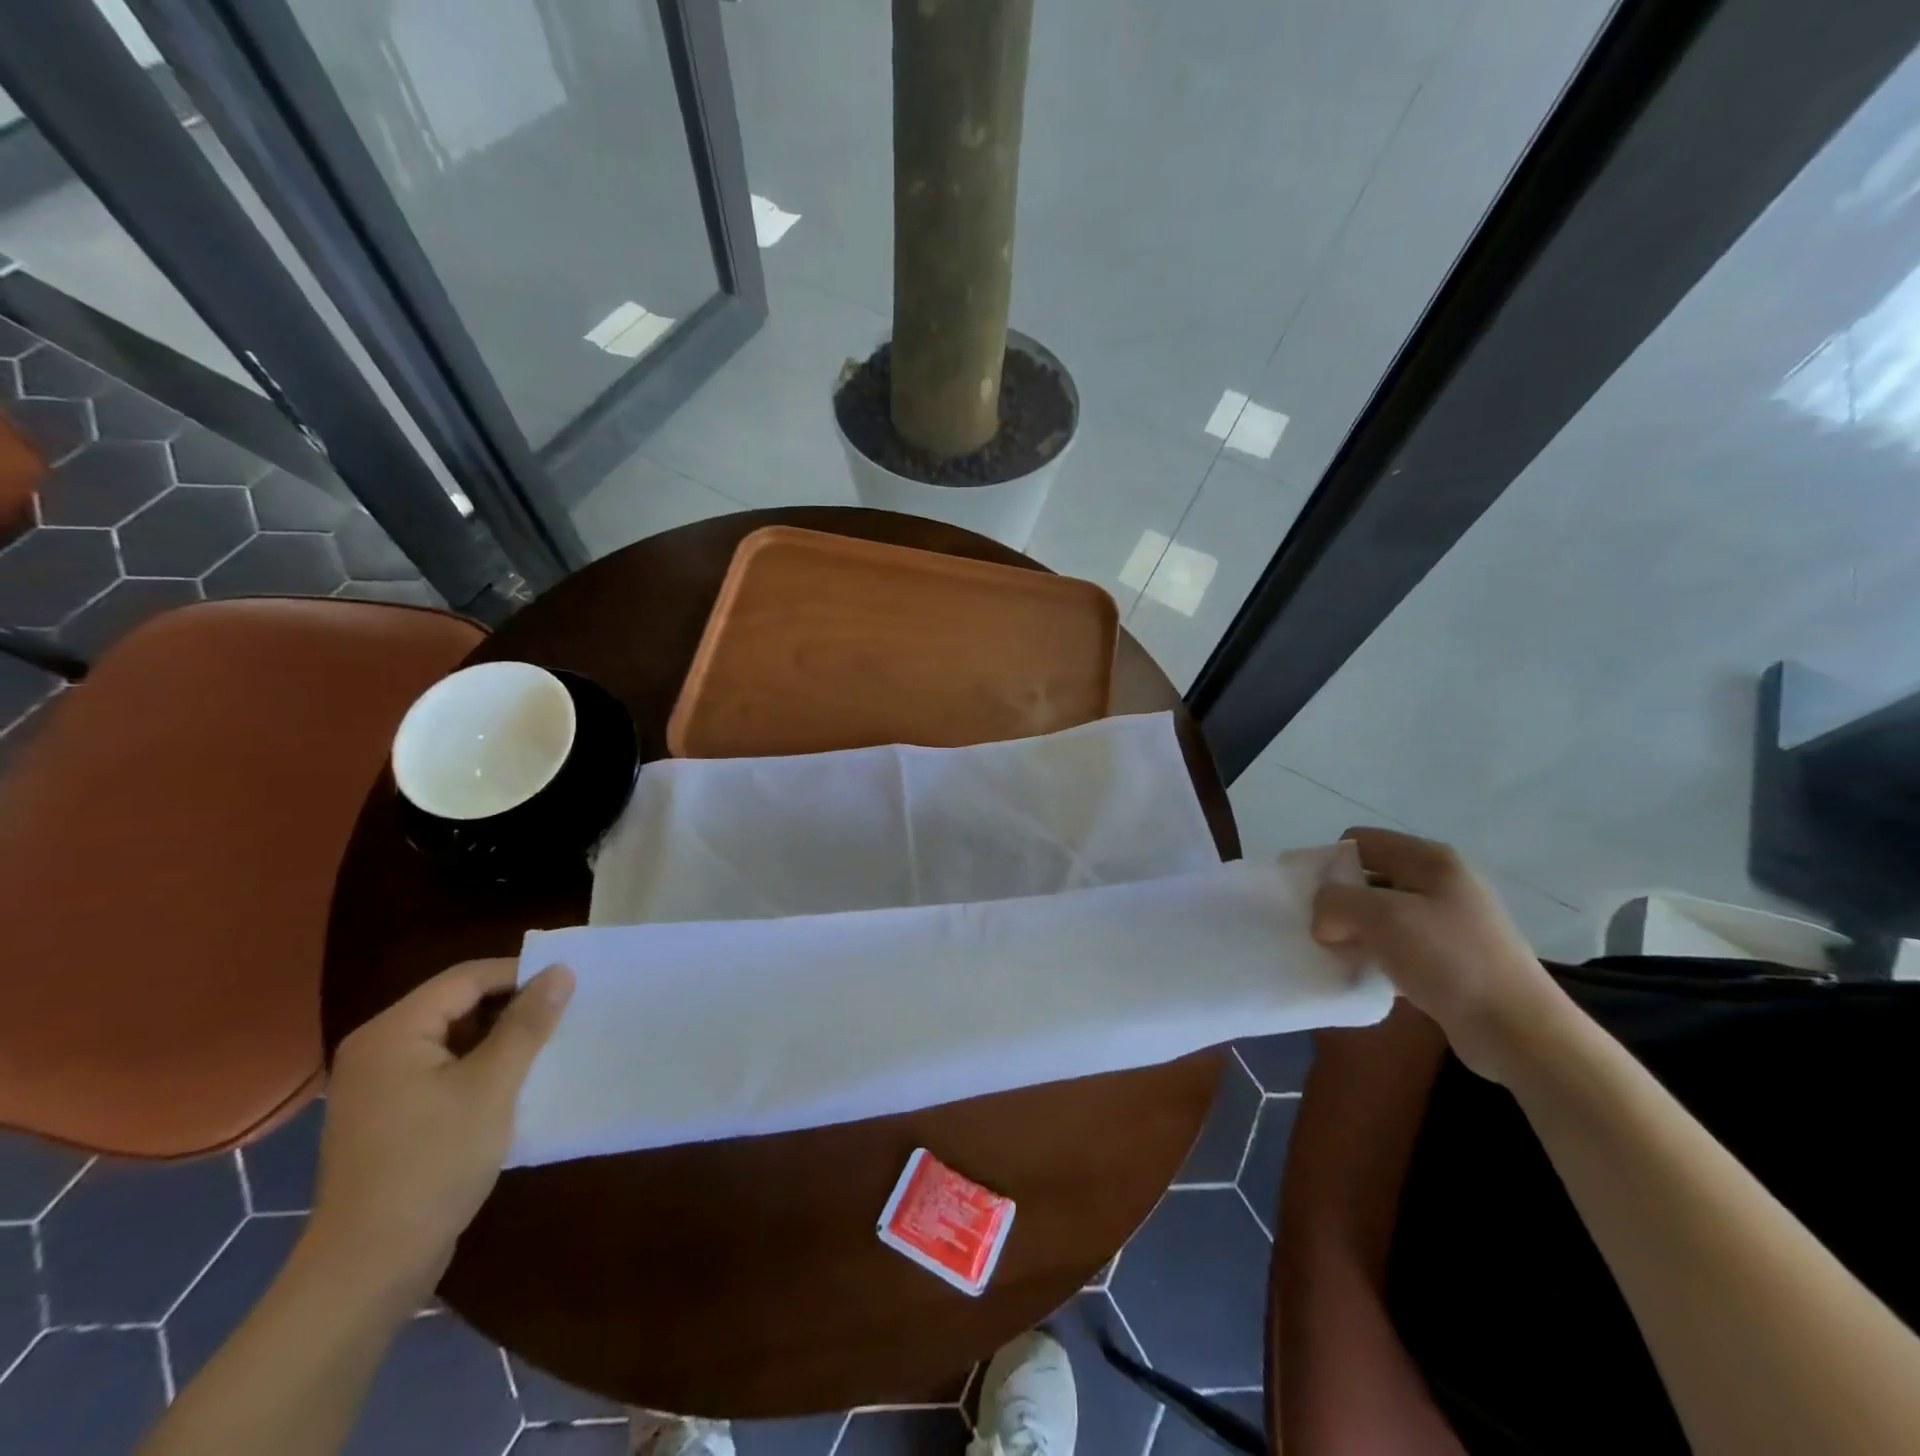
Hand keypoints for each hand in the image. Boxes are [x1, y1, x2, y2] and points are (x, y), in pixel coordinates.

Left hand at [310, 959, 573, 1297]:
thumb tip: (561, 971)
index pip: (466, 978)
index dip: (520, 975)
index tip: (569, 986)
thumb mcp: (492, 1086)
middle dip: (511, 1007)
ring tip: (546, 1047)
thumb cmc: (432, 1164)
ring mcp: (377, 1086)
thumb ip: (527, 1024)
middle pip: (456, 1004)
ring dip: (498, 1038)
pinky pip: (441, 1071)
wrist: (369, 1267)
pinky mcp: (387, 1117)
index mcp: (393, 1032)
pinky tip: (513, 1084)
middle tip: (563, 1016)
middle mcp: (377, 1050)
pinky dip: (478, 1067)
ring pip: (452, 1038)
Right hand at [1311, 828, 1570, 1083]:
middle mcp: (1441, 881)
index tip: (1317, 902)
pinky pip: (1398, 945)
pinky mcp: (1451, 957)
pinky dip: (1377, 957)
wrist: (1517, 1031)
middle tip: (1328, 934)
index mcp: (1430, 858)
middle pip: (1368, 877)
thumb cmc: (1449, 959)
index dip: (1331, 865)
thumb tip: (1324, 920)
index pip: (1358, 841)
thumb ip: (1334, 902)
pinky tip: (1370, 977)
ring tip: (1345, 958)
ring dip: (1357, 933)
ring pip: (1380, 914)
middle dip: (1341, 903)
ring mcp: (1449, 920)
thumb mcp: (1379, 917)